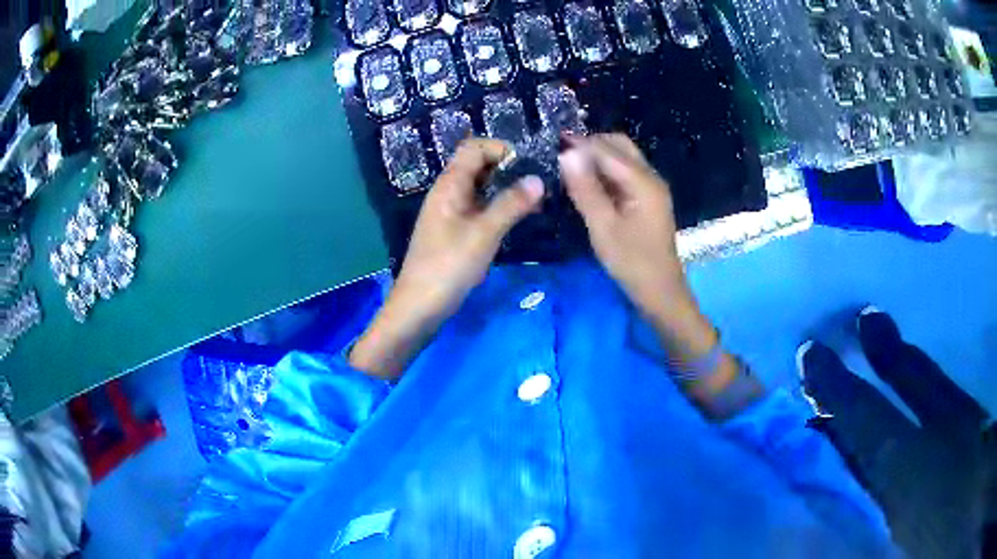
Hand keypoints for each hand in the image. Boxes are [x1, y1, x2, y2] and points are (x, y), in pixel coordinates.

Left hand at [349, 138, 543, 379]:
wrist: (418, 307)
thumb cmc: (448, 266)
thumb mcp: (484, 233)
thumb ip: (511, 204)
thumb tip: (538, 179)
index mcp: (449, 185)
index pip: (474, 148)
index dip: (501, 149)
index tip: (529, 166)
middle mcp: (448, 192)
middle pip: (478, 165)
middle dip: (508, 169)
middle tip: (538, 186)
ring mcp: (450, 212)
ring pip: (480, 188)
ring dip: (505, 190)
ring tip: (535, 203)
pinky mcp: (453, 231)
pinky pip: (478, 208)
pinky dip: (498, 208)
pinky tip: (516, 220)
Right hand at [558, 134, 690, 333]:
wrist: (660, 291)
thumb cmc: (632, 262)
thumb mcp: (603, 226)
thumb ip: (585, 188)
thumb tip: (566, 153)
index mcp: (643, 181)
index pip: (606, 149)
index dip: (579, 145)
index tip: (551, 148)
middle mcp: (650, 176)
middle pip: (618, 145)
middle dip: (590, 146)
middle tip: (561, 160)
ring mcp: (651, 187)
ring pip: (622, 157)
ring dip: (597, 158)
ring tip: (570, 171)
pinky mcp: (647, 198)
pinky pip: (624, 173)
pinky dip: (605, 172)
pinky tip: (588, 185)